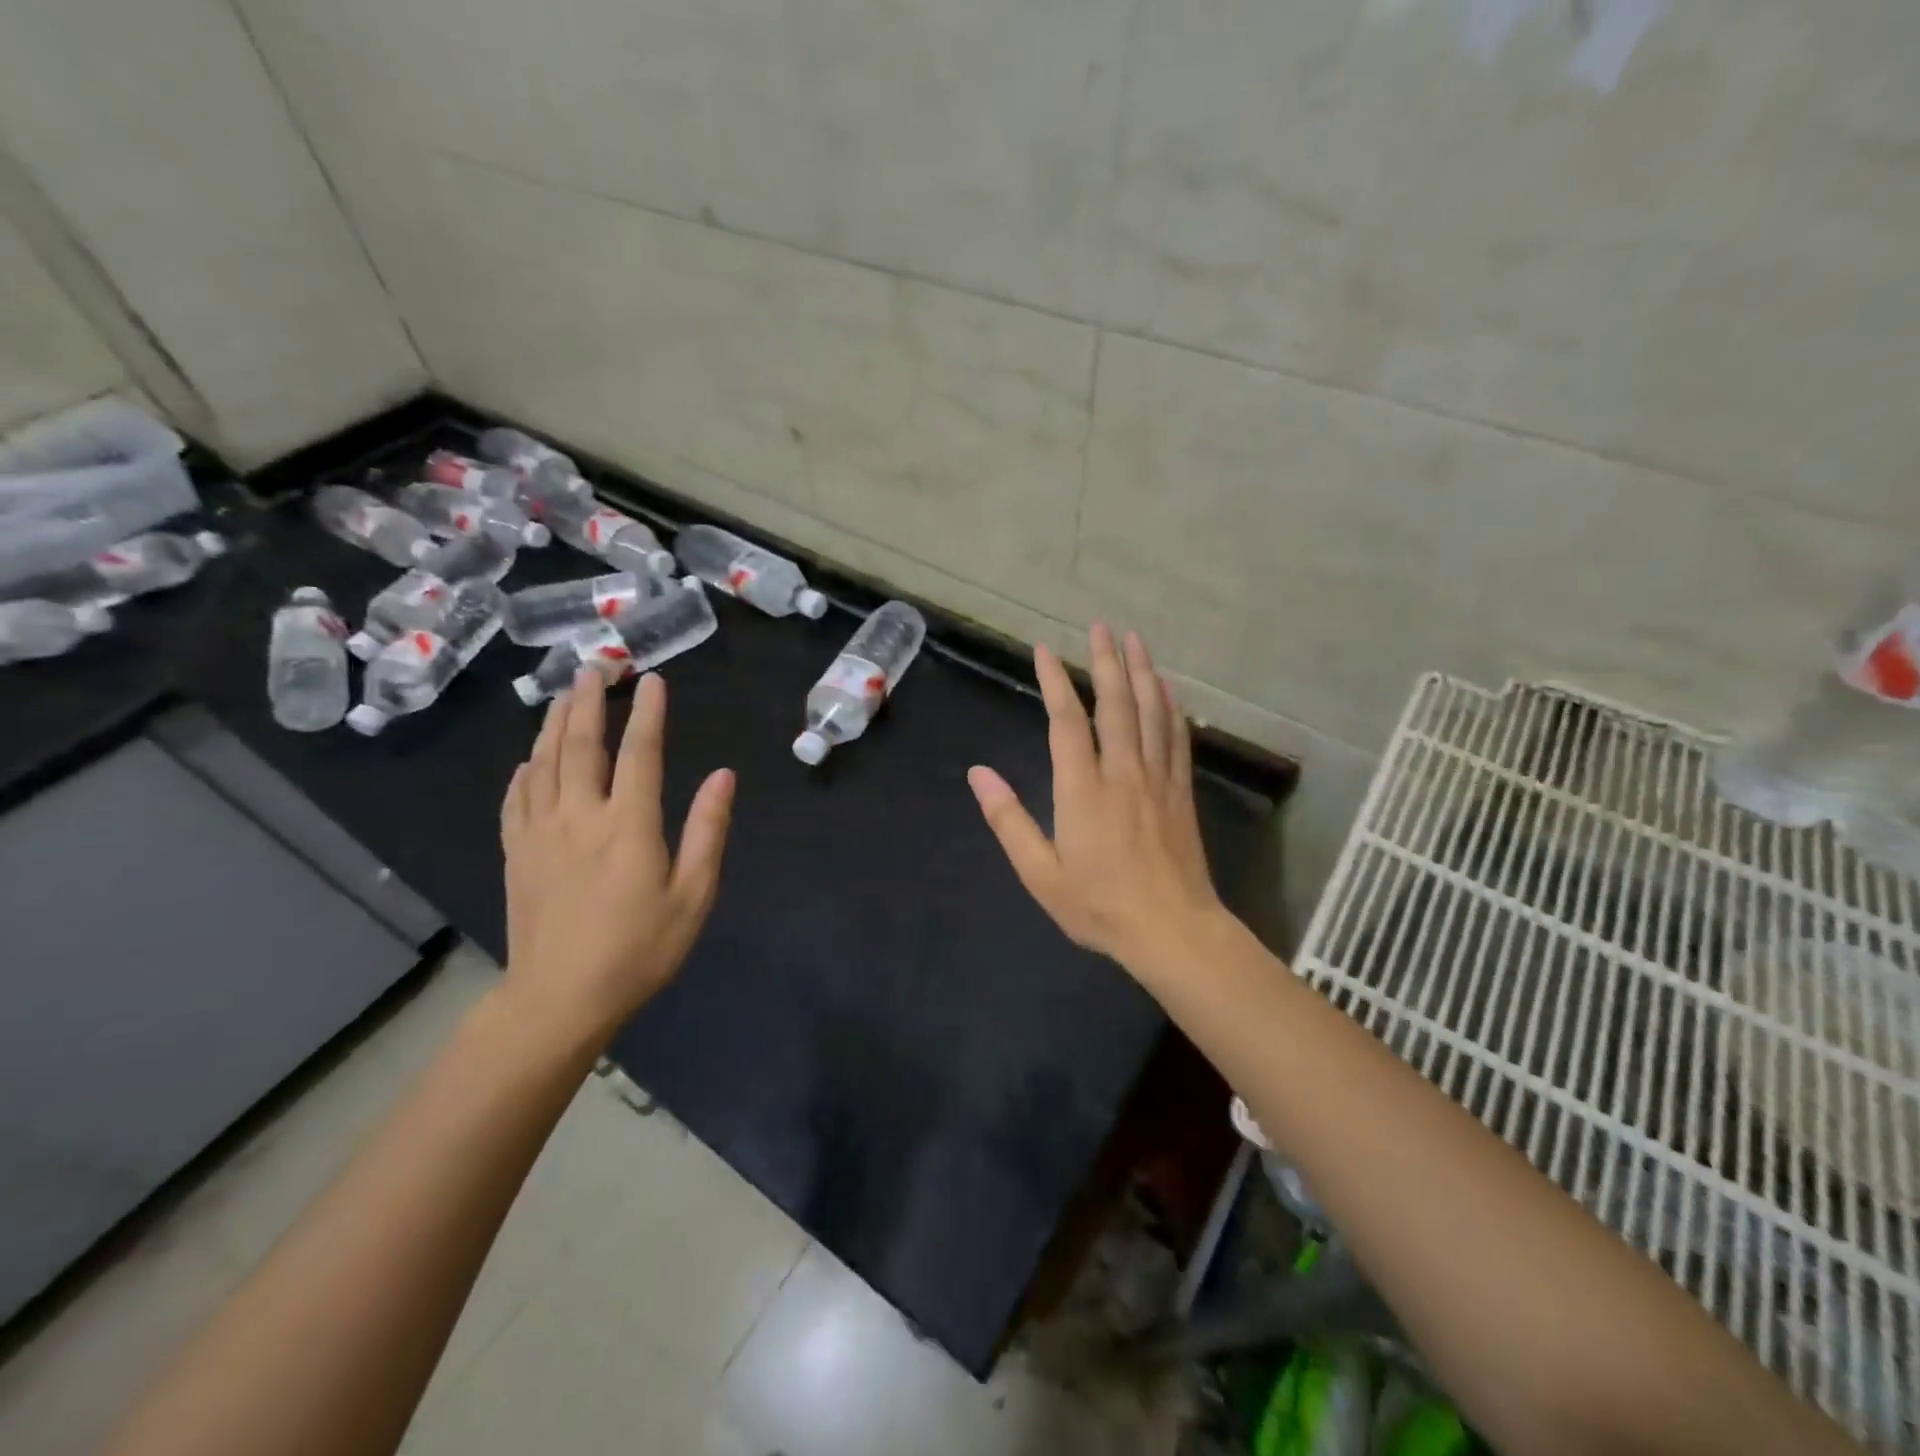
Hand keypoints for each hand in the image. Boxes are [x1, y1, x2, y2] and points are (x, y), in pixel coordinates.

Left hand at [499, 668, 734, 1047]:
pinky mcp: (516, 854)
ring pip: (543, 764)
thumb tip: (723, 775)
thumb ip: (708, 831)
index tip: (652, 679)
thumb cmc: (640, 949)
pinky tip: (528, 760)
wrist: (560, 999)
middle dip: (588, 702)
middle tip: (595, 667)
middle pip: (580, 745)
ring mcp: (539, 834)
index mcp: (628, 826)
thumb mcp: (693, 895)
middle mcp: (579, 817)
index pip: (639, 753)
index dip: (647, 713)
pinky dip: (524, 771)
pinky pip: (516, 799)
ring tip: (564, 695)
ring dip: (553, 724)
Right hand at [968, 624, 1223, 972]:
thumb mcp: (1041, 874)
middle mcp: (1123, 773)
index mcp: (1083, 790)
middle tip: (1100, 625)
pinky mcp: (1181, 792)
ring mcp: (1158, 780)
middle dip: (1106, 661)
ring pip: (1151, 713)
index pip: (1067, 721)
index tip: (1045, 650)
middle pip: (1115, 704)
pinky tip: (1168, 690)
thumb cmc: (1100, 906)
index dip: (1055, 681)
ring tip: (1134, 639)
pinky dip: (1171, 708)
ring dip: (1142, 672)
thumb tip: (978, 774)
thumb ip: (1009, 820)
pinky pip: (1177, 739)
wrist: (1173, 931)